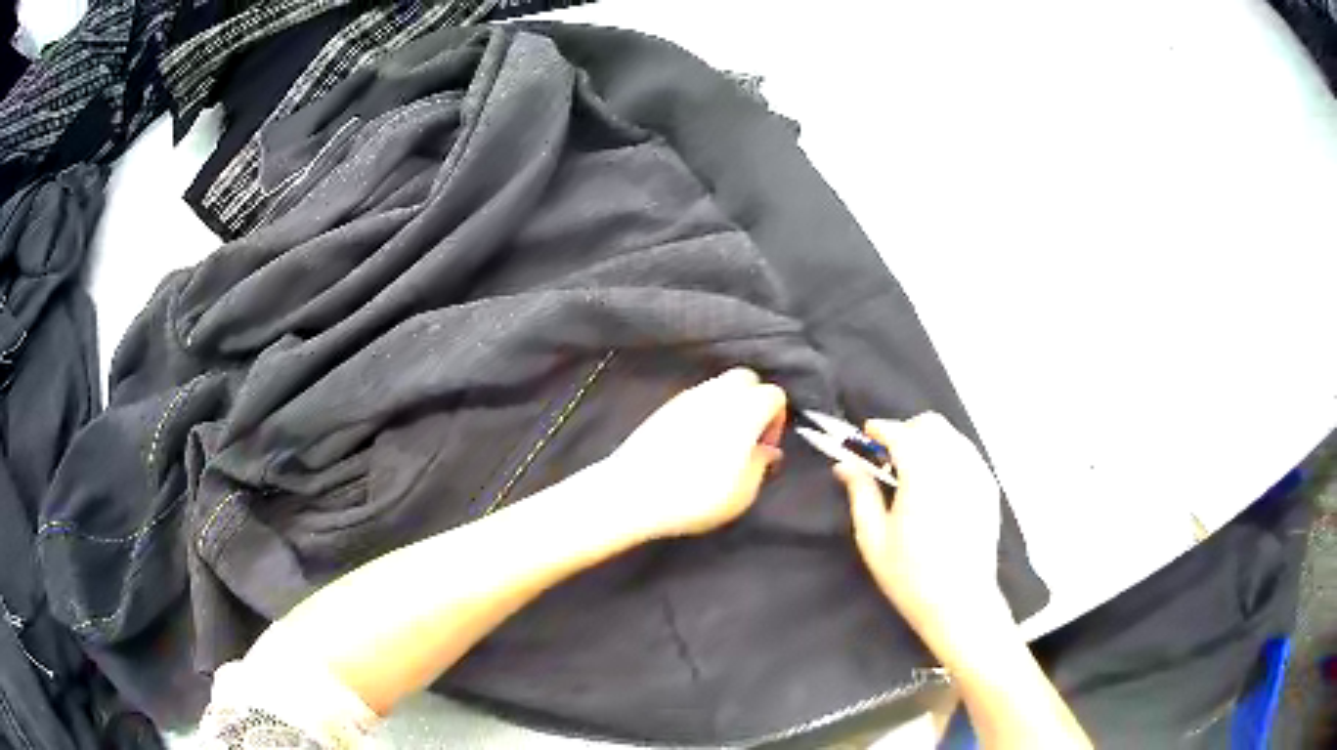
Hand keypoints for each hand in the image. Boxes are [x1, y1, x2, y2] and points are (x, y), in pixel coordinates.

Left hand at [601, 368, 786, 539]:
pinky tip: (697, 444)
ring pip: (719, 387)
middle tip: (748, 438)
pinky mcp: (664, 408)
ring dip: (729, 408)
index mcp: (744, 411)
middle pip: (747, 379)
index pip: (774, 394)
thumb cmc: (694, 497)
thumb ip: (761, 466)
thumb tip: (766, 451)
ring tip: (722, 444)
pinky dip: (704, 413)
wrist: (633, 493)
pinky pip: (695, 400)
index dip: (777, 420)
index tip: (765, 448)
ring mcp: (687, 398)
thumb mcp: (743, 493)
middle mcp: (717, 395)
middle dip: (754, 402)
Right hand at [835, 412, 1003, 629]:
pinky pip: (967, 454)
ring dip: (928, 440)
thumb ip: (860, 493)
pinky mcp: (989, 486)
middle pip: (930, 425)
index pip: (901, 433)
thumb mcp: (873, 538)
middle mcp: (955, 464)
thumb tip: (844, 465)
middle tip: (888, 456)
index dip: (880, 428)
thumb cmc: (910, 576)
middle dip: (906, 430)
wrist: (960, 603)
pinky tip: (938, 484)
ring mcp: (977, 473)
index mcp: (923, 475)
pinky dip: (948, 454)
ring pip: (951, 436)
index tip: (865, 435)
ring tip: (913, 470)